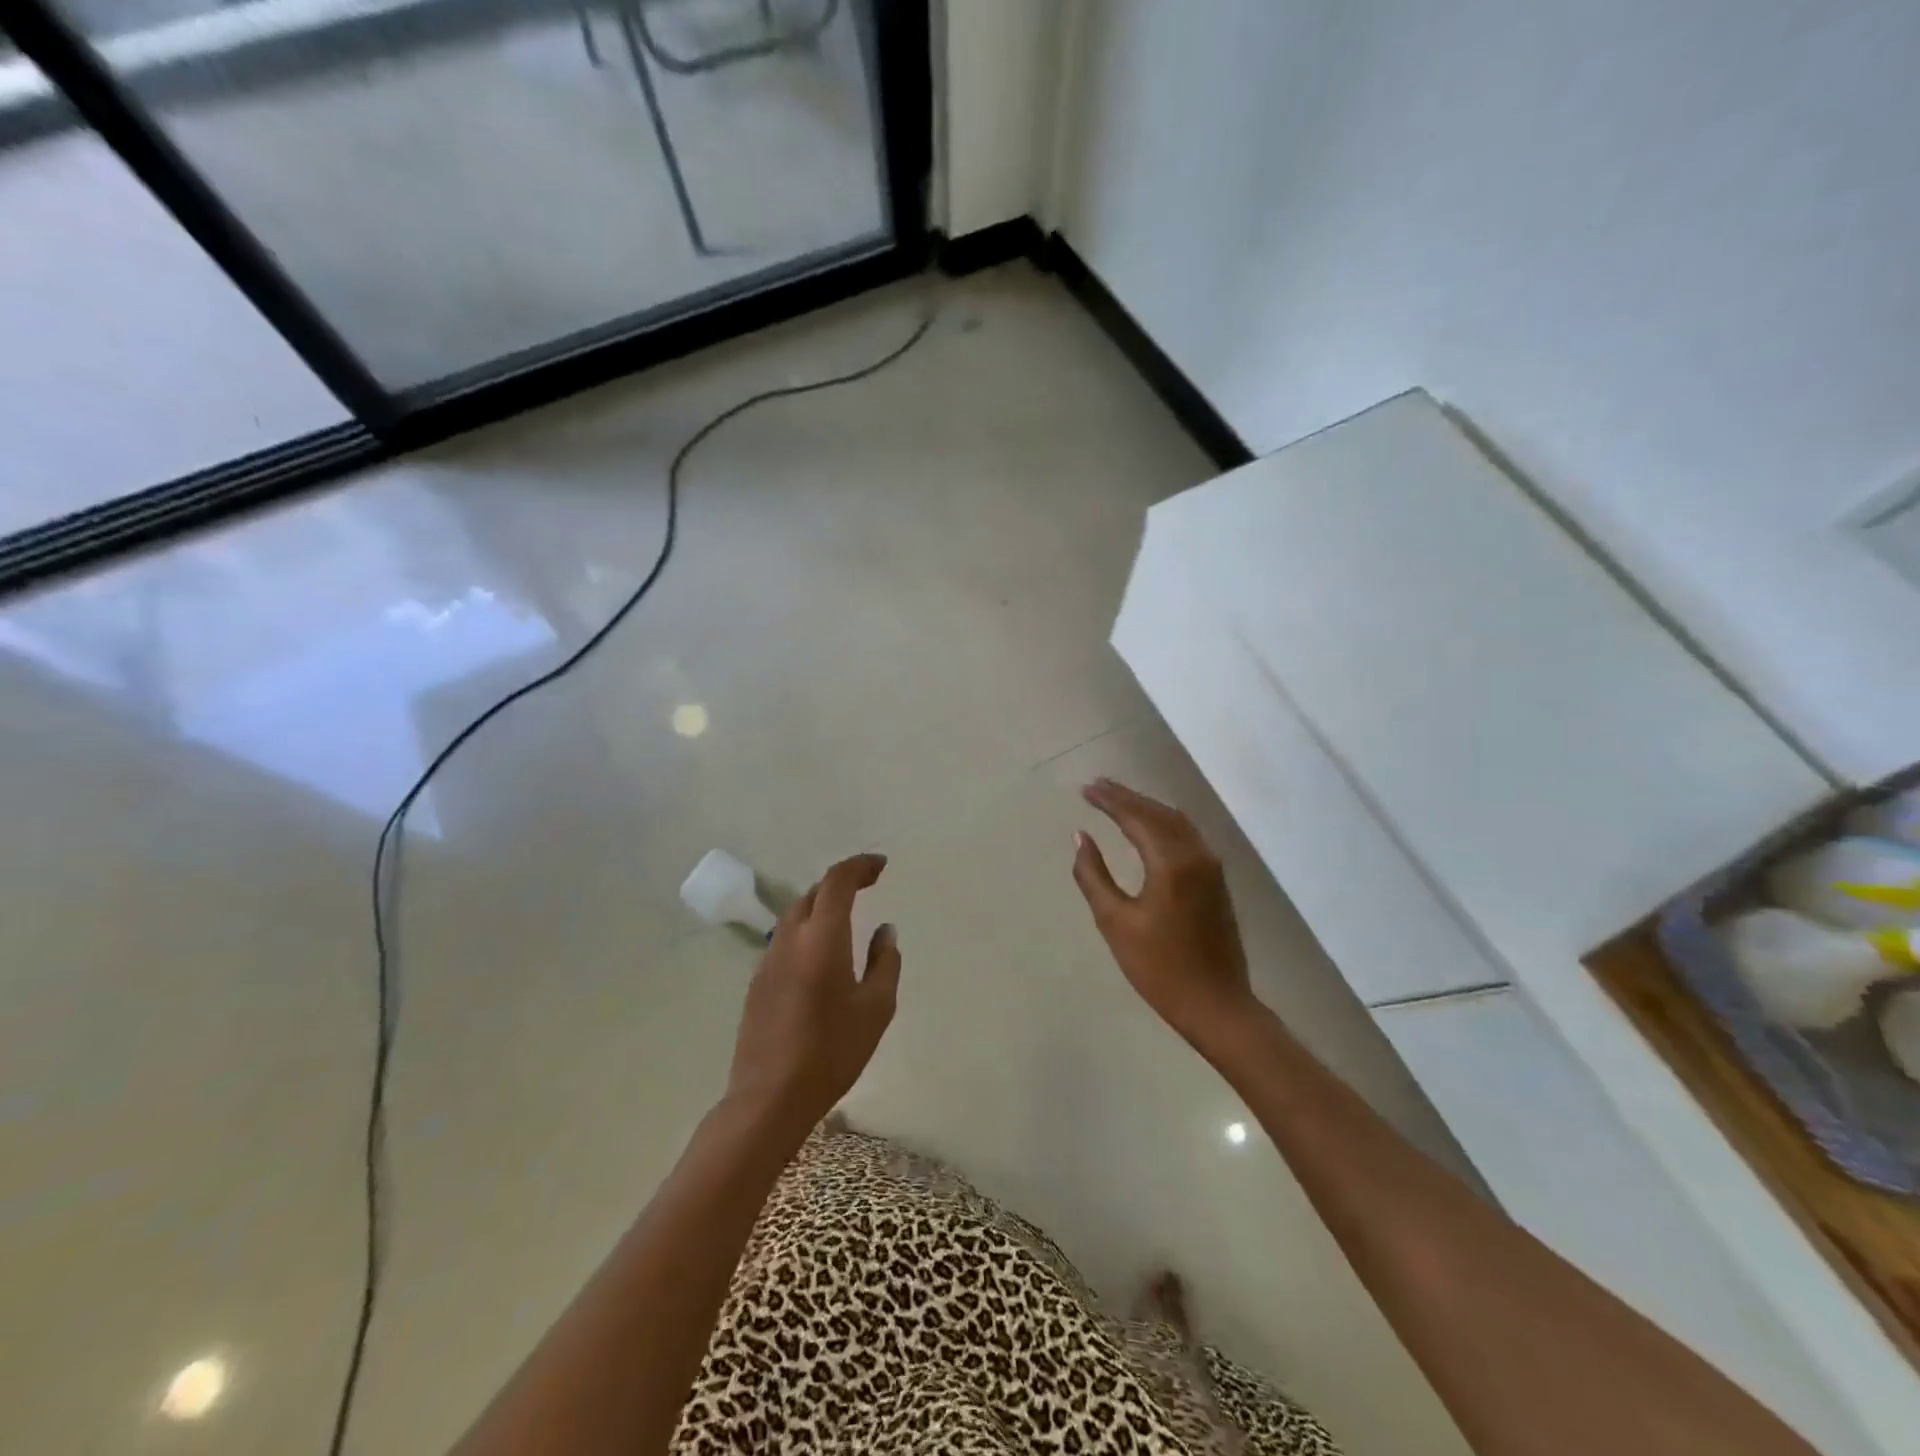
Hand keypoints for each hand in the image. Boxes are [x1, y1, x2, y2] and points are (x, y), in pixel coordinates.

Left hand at [726, 853, 900, 1134]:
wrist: (769, 1097)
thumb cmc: (832, 1051)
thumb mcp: (876, 1008)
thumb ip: (885, 962)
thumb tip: (885, 931)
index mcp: (822, 938)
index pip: (837, 882)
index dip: (859, 866)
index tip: (881, 866)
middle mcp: (790, 939)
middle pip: (814, 893)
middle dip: (842, 883)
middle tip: (869, 886)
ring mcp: (768, 960)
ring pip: (796, 915)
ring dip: (822, 905)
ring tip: (848, 917)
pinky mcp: (758, 982)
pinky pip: (785, 940)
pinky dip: (807, 931)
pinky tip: (822, 956)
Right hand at [1072, 779, 1258, 1051]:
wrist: (1217, 1005)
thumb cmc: (1159, 968)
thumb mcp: (1116, 923)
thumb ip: (1094, 876)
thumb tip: (1081, 837)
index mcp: (1171, 862)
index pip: (1137, 817)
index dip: (1109, 800)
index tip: (1085, 788)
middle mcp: (1196, 854)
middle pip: (1158, 813)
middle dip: (1127, 797)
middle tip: (1097, 786)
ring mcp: (1211, 866)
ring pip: (1176, 822)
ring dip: (1146, 807)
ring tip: (1117, 800)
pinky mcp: (1216, 880)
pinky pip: (1187, 836)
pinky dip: (1163, 822)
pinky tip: (1148, 826)